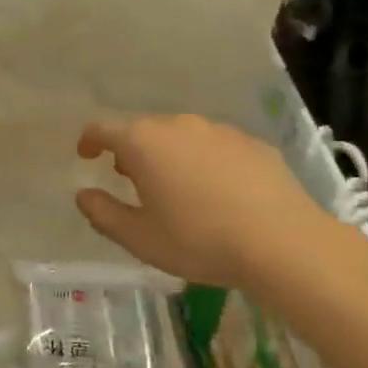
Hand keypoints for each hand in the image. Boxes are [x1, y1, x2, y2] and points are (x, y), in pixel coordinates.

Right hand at [76, 114, 354, 293]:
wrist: (283, 242)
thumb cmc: (200, 240)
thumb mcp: (140, 238)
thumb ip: (103, 214)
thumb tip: (83, 195)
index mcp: (144, 142)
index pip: (103, 128)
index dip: (89, 140)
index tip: (86, 155)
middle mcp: (178, 125)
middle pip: (143, 128)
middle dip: (130, 149)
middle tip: (130, 179)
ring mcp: (219, 130)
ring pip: (180, 135)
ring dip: (168, 153)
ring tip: (174, 186)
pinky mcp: (251, 143)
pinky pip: (214, 145)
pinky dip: (203, 160)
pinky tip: (216, 191)